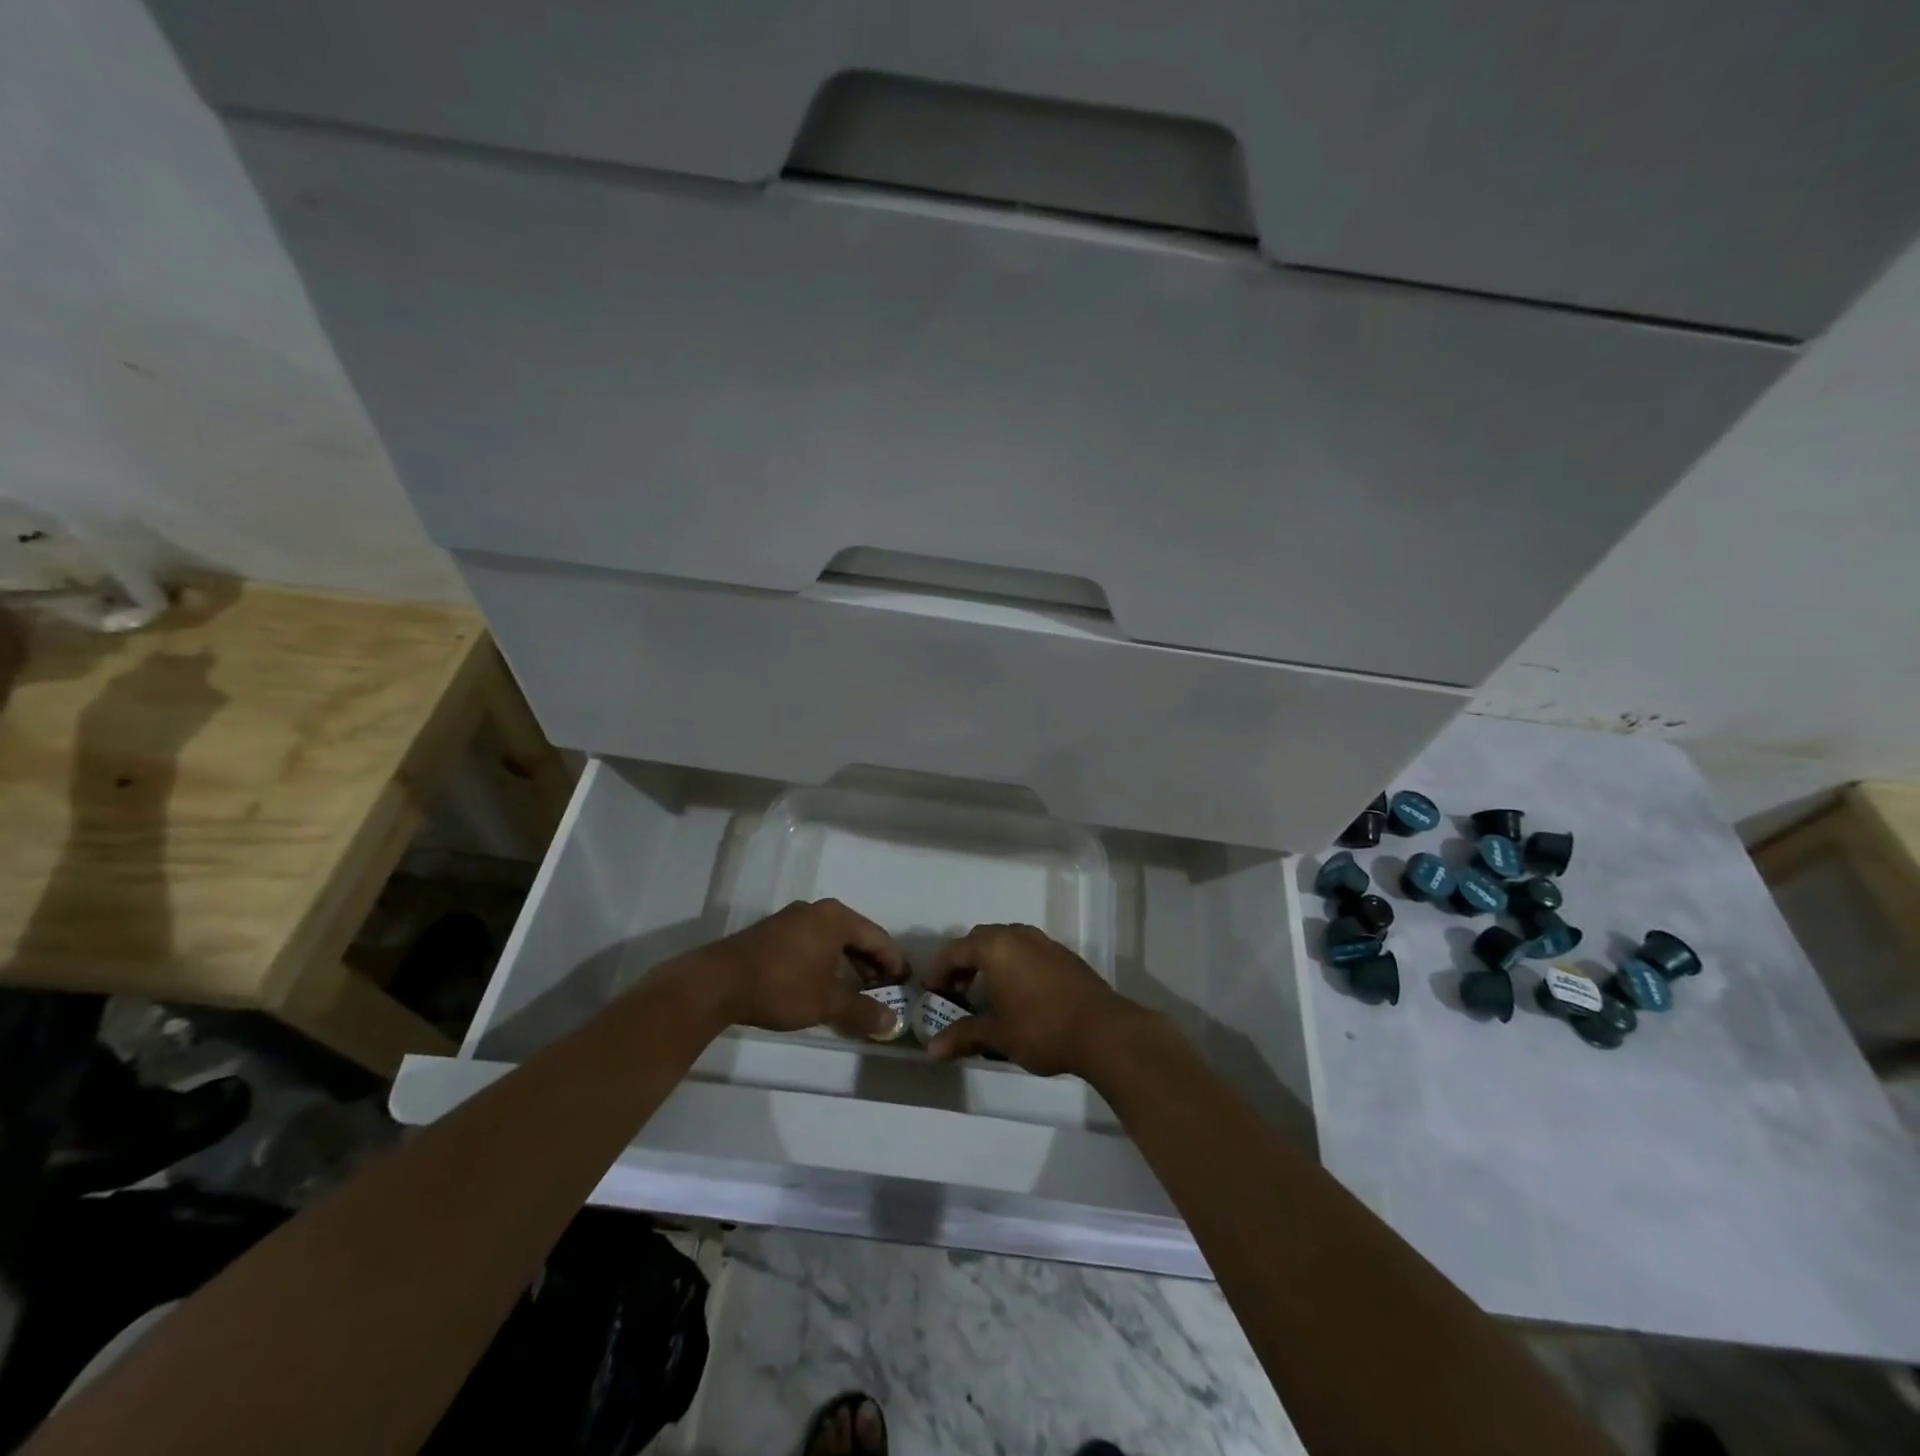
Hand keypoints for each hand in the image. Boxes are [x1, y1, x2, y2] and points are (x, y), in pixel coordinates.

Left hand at [701, 899, 905, 1039]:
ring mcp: (793, 918)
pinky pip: (813, 941)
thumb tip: (893, 1023)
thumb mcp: (826, 1003)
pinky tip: (824, 982)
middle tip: (884, 990)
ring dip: (849, 962)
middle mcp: (817, 910)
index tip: (905, 984)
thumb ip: (862, 1011)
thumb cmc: (781, 986)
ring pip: (833, 938)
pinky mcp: (773, 931)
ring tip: (857, 990)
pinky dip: (827, 959)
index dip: (894, 962)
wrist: (717, 983)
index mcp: (836, 918)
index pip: (878, 938)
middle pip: (857, 935)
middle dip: (872, 963)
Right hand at [924, 924, 1144, 1075]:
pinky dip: (1013, 963)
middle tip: (957, 991)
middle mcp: (1019, 935)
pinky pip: (1028, 949)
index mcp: (996, 947)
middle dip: (964, 962)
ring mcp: (1045, 942)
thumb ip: (963, 1036)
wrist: (1103, 1031)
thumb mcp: (998, 1035)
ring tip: (987, 992)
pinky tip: (1019, 992)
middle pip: (981, 939)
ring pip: (1007, 940)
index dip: (939, 970)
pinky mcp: (1064, 955)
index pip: (956, 949)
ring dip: (990, 960)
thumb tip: (932, 1050)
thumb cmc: (1042, 1029)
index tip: (931, 991)